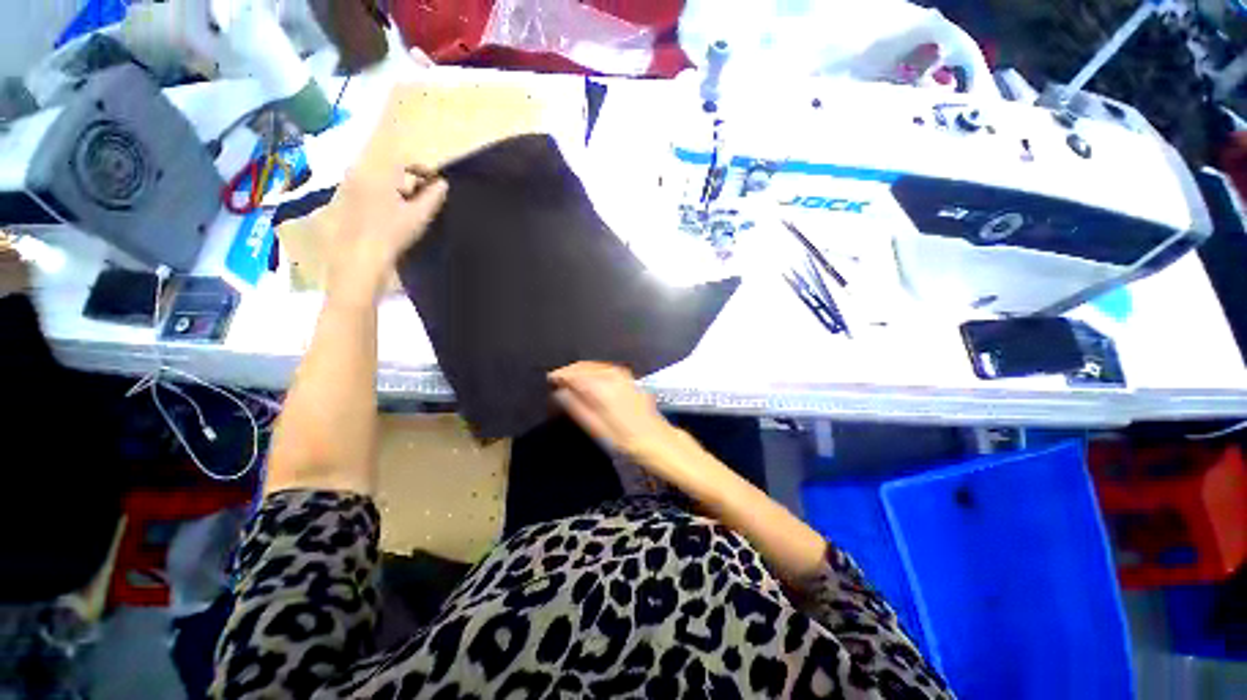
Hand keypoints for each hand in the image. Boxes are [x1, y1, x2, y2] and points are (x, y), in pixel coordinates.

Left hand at [327, 165, 447, 302]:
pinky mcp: (340, 202)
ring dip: (393, 190)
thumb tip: (442, 184)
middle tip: (421, 201)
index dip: (423, 170)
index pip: (403, 160)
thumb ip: (433, 197)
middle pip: (388, 169)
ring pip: (376, 180)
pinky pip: (364, 191)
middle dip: (407, 182)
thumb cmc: (391, 235)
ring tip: (406, 211)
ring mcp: (346, 188)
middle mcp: (358, 173)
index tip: (435, 185)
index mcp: (377, 173)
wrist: (358, 259)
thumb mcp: (419, 216)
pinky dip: (379, 198)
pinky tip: (387, 218)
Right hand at [549, 362, 677, 462]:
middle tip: (557, 382)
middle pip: (584, 366)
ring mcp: (622, 374)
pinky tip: (588, 381)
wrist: (654, 437)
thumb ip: (576, 406)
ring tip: (570, 383)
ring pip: (594, 365)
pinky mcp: (628, 376)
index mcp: (602, 387)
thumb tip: (559, 392)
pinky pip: (604, 368)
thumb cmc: (624, 437)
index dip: (560, 375)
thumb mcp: (596, 427)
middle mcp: (612, 375)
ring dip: (581, 371)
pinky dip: (593, 372)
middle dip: (570, 371)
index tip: (549, 380)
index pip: (575, 374)